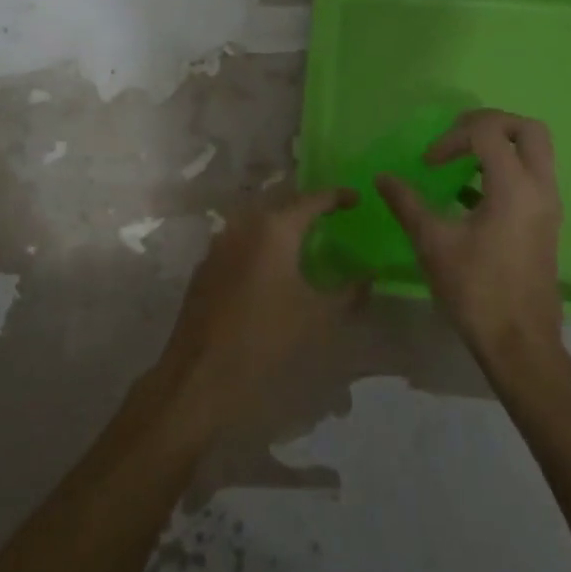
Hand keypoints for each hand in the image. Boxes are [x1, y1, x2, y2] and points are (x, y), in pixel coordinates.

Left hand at [155, 190, 360, 427]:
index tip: (357, 198)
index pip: (312, 200)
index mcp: (274, 229)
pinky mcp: (205, 266)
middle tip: (331, 215)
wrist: (200, 374)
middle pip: (281, 205)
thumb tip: (370, 275)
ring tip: (304, 239)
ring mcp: (219, 244)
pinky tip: (271, 267)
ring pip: (256, 222)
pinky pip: (239, 242)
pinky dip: (260, 245)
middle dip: (306, 207)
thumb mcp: (318, 318)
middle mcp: (243, 225)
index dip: (337, 196)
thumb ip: (349, 292)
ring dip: (281, 226)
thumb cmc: (265, 340)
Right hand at [376, 109, 564, 369]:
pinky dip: (504, 170)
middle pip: (528, 129)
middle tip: (457, 138)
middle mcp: (540, 188)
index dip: (453, 137)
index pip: (489, 132)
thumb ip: (407, 203)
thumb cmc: (476, 291)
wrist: (520, 344)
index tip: (429, 163)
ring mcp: (548, 206)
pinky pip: (531, 177)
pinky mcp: (546, 223)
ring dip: (498, 147)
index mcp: (515, 187)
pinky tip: (468, 195)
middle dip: (490, 124)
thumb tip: (383, 178)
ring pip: (535, 152)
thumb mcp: (432, 243)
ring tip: (460, 162)